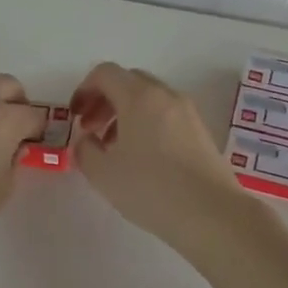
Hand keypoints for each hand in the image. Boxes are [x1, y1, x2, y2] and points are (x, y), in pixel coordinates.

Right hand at [70, 62, 252, 247]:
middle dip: (105, 100)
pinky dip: (147, 124)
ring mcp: (187, 112)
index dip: (84, 90)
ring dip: (125, 113)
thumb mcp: (103, 173)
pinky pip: (166, 115)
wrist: (212, 214)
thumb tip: (87, 140)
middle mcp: (165, 95)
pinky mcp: (201, 131)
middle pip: (128, 81)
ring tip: (115, 148)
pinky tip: (142, 158)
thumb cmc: (151, 189)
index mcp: (139, 96)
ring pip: (149, 98)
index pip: (105, 73)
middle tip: (92, 130)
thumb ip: (85, 150)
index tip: (75, 117)